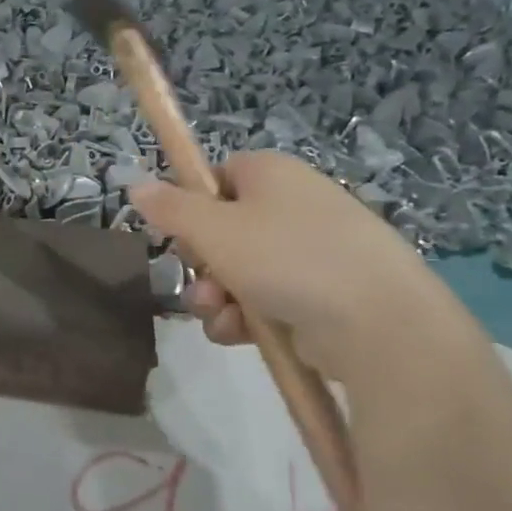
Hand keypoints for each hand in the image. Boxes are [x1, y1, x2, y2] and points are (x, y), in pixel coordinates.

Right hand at [130, 152, 456, 383]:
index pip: (219, 177)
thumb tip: (135, 185)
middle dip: (201, 264)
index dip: (192, 206)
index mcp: (272, 174)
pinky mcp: (323, 294)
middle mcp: (294, 206)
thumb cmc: (286, 258)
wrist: (376, 322)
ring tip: (218, 316)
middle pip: (225, 230)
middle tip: (199, 283)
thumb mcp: (214, 230)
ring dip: (216, 297)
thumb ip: (170, 208)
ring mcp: (312, 252)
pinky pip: (268, 300)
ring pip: (241, 271)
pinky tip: (239, 335)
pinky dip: (247, 318)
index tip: (178, 234)